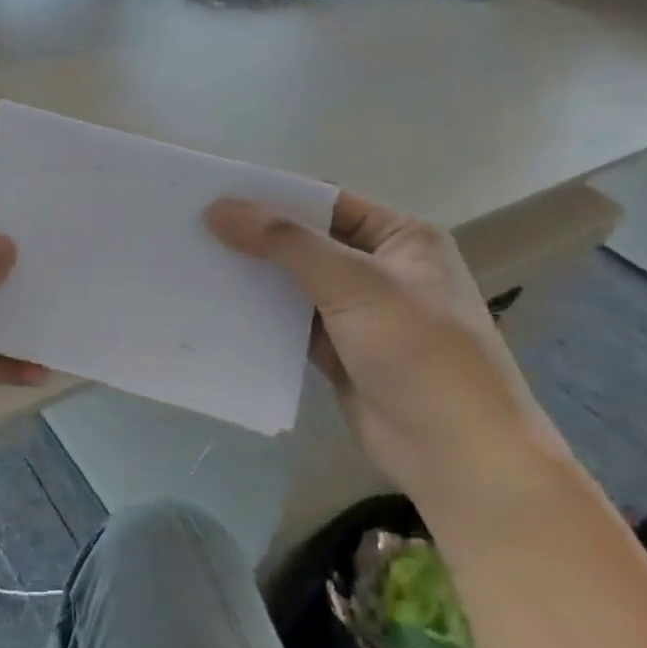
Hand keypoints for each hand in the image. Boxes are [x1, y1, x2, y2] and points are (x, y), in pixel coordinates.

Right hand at [206, 192, 560, 501]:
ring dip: (252, 278)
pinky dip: (259, 318)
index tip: (213, 194)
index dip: (272, 196)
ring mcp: (357, 314)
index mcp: (400, 238)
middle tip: (191, 229)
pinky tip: (215, 308)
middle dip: (254, 238)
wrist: (455, 453)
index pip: (326, 202)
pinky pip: (289, 325)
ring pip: (293, 285)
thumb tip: (218, 208)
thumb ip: (285, 243)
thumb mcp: (354, 284)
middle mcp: (378, 269)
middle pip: (305, 242)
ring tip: (191, 263)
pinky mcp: (337, 353)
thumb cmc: (418, 352)